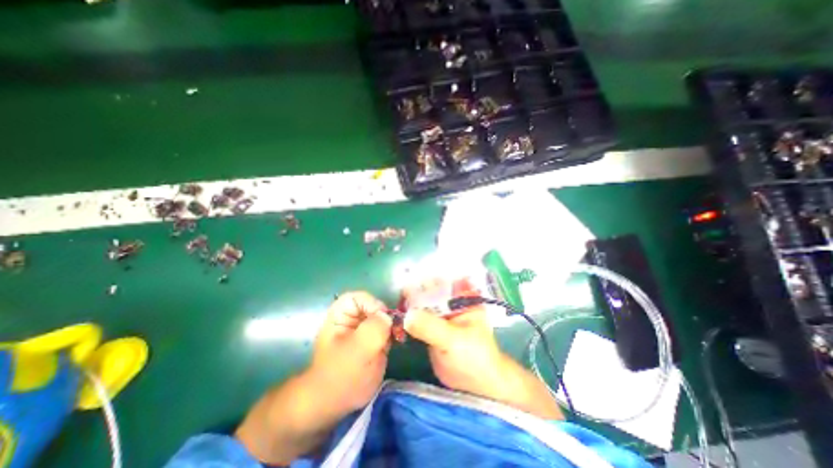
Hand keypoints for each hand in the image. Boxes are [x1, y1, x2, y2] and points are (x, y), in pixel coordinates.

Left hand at [234, 292, 390, 463]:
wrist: (337, 403)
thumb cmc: (340, 374)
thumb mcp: (357, 350)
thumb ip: (373, 328)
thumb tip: (388, 317)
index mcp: (341, 315)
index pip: (359, 297)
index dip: (372, 303)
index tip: (383, 318)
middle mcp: (353, 318)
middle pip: (374, 305)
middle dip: (385, 315)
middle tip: (394, 329)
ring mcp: (365, 329)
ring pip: (383, 316)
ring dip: (392, 324)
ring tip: (397, 336)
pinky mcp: (375, 339)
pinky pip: (388, 328)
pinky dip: (394, 332)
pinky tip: (397, 340)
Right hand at [405, 279, 563, 418]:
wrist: (476, 385)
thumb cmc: (474, 357)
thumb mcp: (454, 339)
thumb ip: (431, 327)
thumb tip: (407, 316)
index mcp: (462, 298)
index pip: (443, 281)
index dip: (427, 277)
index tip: (409, 277)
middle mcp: (450, 302)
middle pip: (429, 290)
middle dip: (415, 289)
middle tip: (398, 291)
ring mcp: (439, 315)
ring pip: (422, 304)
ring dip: (409, 303)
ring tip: (395, 302)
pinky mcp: (430, 329)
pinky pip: (417, 318)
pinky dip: (408, 316)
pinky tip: (396, 315)